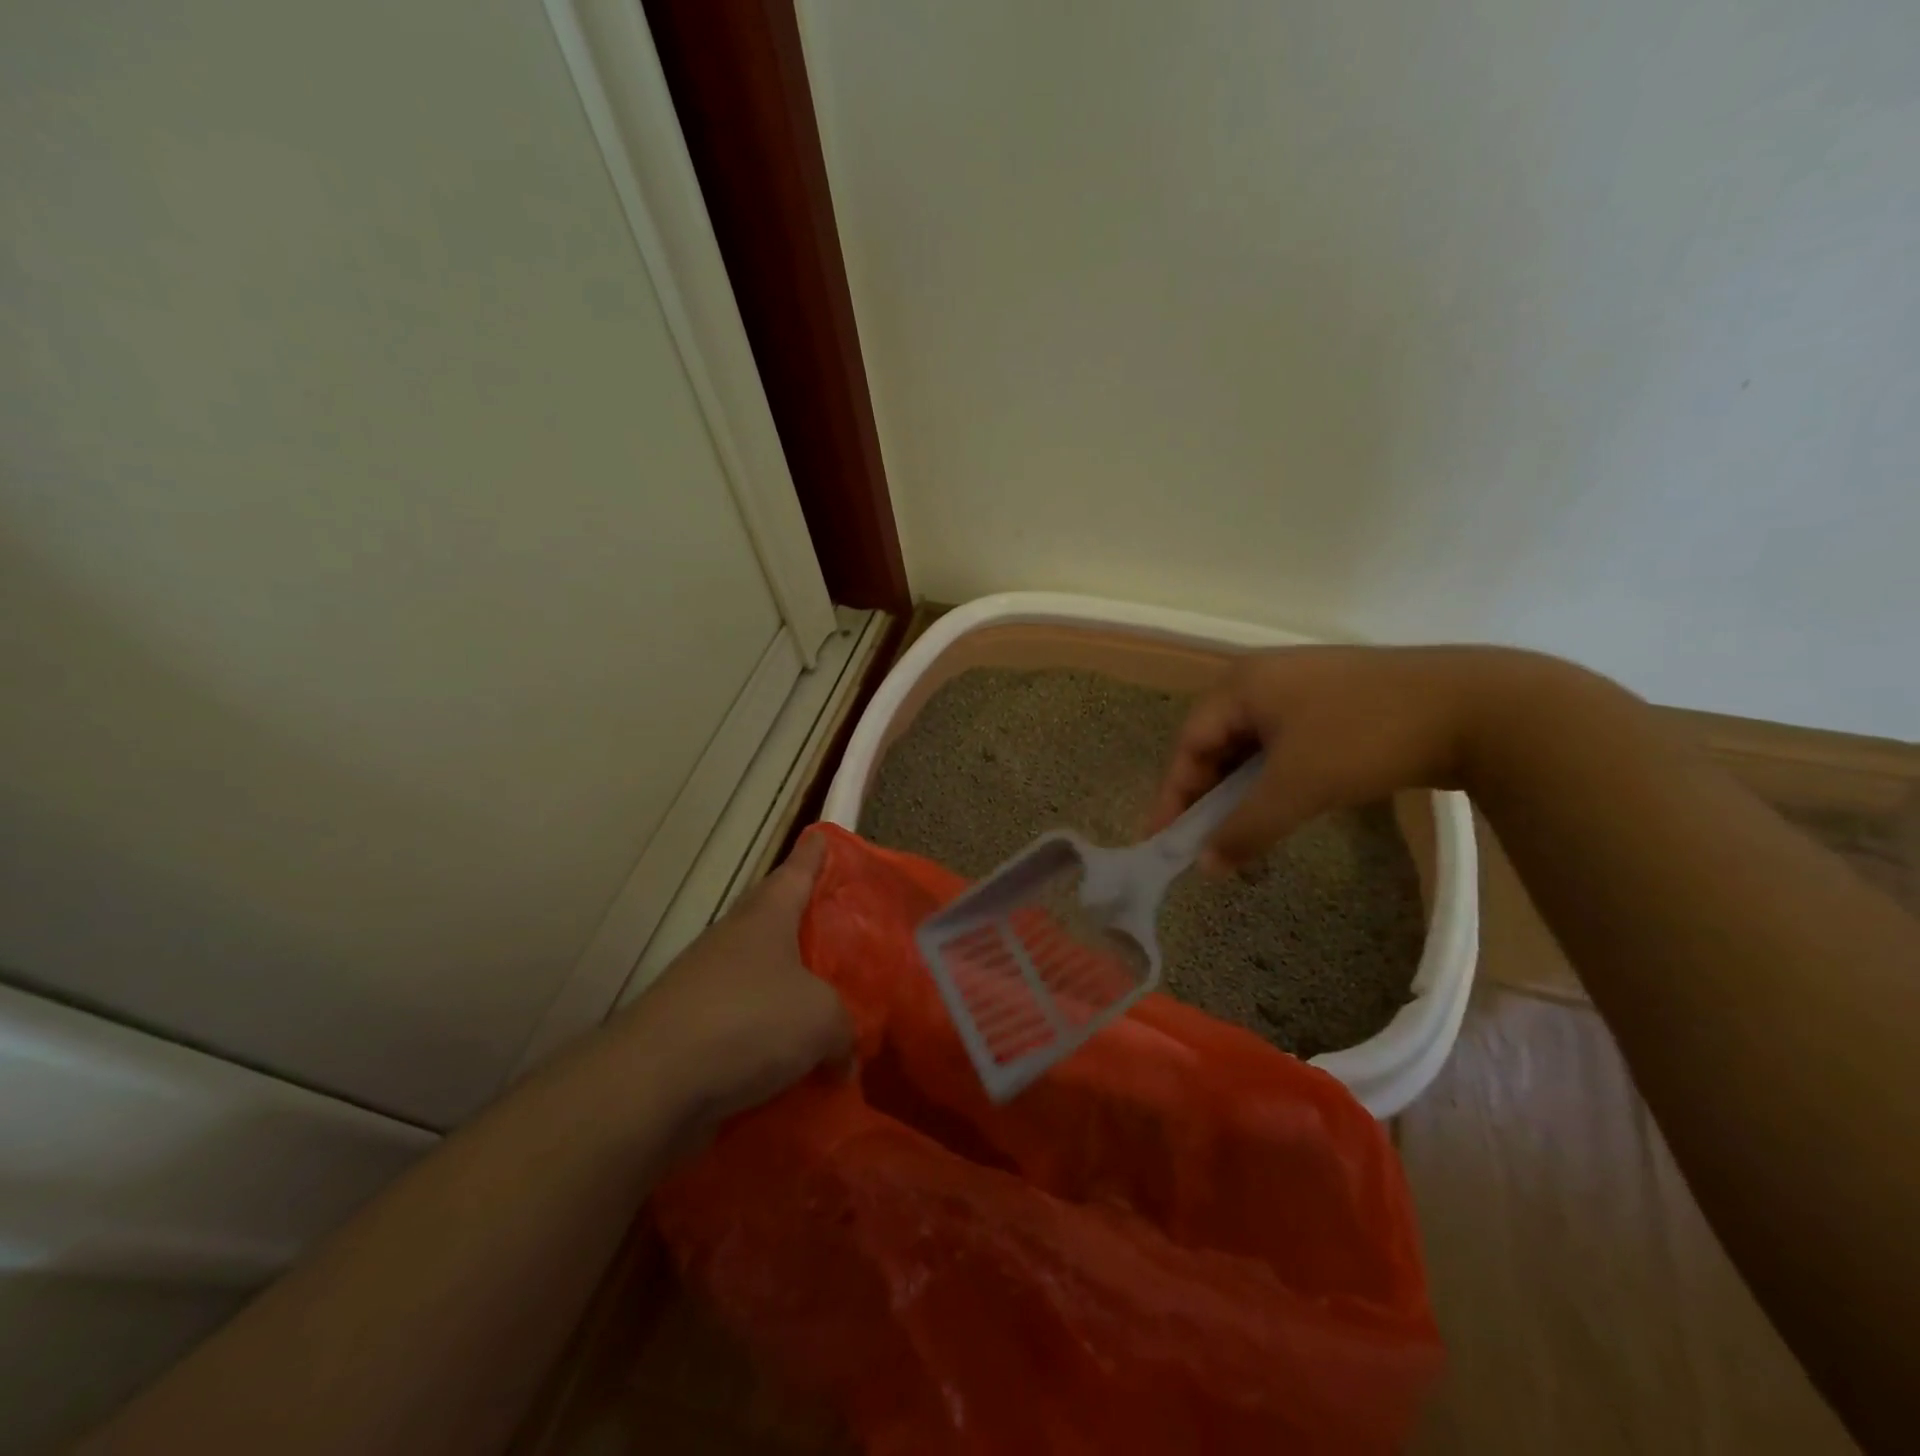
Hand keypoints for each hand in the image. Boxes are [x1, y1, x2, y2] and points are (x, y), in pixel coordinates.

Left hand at [620, 833, 850, 1121]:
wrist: (653, 1084)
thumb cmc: (748, 1021)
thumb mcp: (821, 1018)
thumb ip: (844, 1028)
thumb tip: (843, 1054)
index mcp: (766, 917)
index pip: (795, 871)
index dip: (813, 854)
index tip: (821, 835)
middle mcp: (734, 941)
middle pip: (775, 920)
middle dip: (805, 923)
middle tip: (840, 929)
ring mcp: (708, 986)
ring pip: (761, 977)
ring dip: (790, 990)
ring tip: (828, 1009)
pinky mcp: (693, 1032)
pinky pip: (746, 1027)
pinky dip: (770, 1042)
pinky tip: (796, 1067)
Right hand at [1151, 644, 1562, 870]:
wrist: (1479, 706)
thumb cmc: (1365, 737)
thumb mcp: (1297, 787)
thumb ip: (1245, 829)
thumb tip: (1204, 867)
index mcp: (1242, 684)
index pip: (1189, 743)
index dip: (1173, 794)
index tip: (1163, 841)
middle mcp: (1264, 678)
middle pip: (1217, 742)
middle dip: (1207, 795)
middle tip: (1200, 841)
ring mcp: (1303, 688)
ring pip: (1253, 746)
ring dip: (1242, 791)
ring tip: (1237, 831)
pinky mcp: (1336, 704)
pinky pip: (1285, 745)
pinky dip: (1274, 779)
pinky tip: (1280, 806)